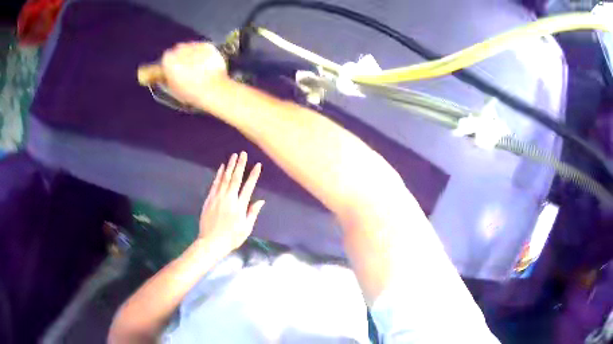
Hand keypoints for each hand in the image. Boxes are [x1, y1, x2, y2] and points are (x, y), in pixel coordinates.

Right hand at [161, 42, 228, 107]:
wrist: (212, 89)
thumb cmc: (190, 92)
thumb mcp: (172, 89)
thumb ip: (167, 78)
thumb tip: (166, 74)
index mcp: (168, 60)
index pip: (166, 58)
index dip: (171, 64)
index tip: (175, 70)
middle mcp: (180, 49)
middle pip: (178, 50)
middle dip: (182, 57)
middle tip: (188, 69)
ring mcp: (195, 46)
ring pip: (191, 47)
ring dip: (193, 54)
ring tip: (199, 67)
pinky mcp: (208, 46)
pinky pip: (203, 47)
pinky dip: (204, 53)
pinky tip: (207, 63)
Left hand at [198, 152, 264, 256]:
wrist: (211, 242)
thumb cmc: (231, 238)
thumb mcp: (246, 229)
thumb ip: (252, 213)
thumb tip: (261, 201)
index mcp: (240, 206)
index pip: (248, 187)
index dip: (254, 175)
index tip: (258, 165)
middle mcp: (229, 198)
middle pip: (236, 178)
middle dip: (240, 165)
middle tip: (243, 153)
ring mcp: (218, 197)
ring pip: (225, 178)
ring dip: (230, 166)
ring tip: (234, 156)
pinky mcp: (210, 199)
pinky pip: (215, 184)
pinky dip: (219, 174)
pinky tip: (222, 167)